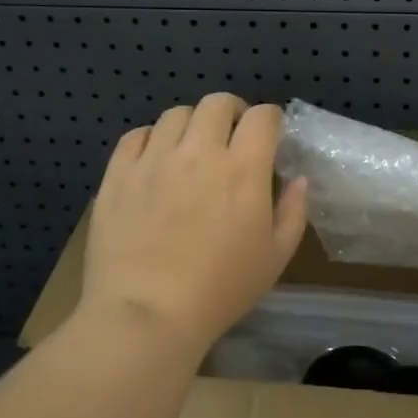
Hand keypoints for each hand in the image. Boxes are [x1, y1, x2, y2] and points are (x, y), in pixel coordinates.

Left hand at [80, 94, 308, 360]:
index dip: (270, 119)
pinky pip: (137, 136)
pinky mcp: (119, 174)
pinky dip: (152, 140)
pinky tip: (155, 161)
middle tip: (231, 137)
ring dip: (192, 125)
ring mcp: (154, 159)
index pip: (262, 116)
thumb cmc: (220, 290)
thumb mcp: (275, 257)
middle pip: (217, 102)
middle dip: (232, 112)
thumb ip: (293, 211)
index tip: (269, 136)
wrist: (147, 315)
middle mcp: (199, 151)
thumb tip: (298, 179)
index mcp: (243, 168)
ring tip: (191, 149)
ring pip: (176, 114)